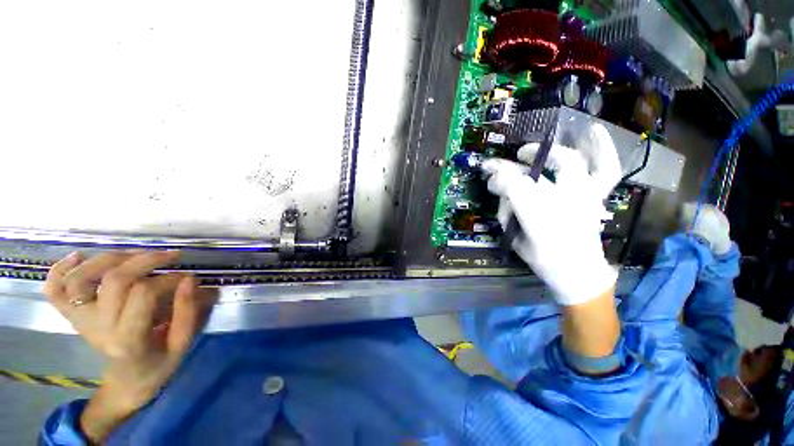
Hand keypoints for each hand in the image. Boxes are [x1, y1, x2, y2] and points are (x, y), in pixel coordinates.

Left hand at [44, 251, 216, 441]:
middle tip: (170, 256)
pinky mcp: (72, 317)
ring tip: (135, 254)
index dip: (168, 279)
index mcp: (128, 339)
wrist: (126, 384)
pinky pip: (54, 290)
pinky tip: (78, 257)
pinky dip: (59, 270)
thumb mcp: (181, 344)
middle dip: (145, 260)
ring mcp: (81, 321)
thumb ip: (187, 313)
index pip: (144, 294)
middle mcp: (99, 328)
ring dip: (109, 258)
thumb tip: (189, 279)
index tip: (187, 277)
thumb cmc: (158, 365)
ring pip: (81, 278)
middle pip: (114, 280)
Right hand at [482, 124, 621, 305]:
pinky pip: (605, 168)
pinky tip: (593, 130)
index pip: (512, 188)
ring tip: (532, 152)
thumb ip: (507, 215)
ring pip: (569, 163)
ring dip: (547, 154)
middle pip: (534, 174)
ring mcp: (584, 196)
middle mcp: (562, 202)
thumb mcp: (516, 240)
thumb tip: (503, 194)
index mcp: (537, 218)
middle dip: (512, 168)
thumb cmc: (544, 260)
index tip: (489, 178)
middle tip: (501, 167)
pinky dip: (603, 148)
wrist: (579, 274)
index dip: (498, 179)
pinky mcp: (596, 196)